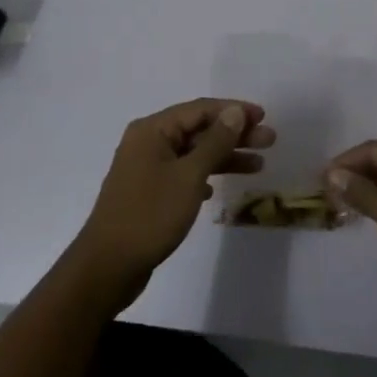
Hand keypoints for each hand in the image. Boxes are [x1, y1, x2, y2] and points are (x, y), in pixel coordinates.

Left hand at [71, 99, 274, 309]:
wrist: (107, 268)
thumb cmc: (150, 215)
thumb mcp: (189, 176)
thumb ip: (215, 142)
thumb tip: (235, 112)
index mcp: (153, 129)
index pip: (200, 109)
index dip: (234, 111)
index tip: (263, 117)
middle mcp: (148, 142)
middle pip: (198, 130)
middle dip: (234, 134)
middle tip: (269, 141)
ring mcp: (146, 168)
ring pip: (193, 153)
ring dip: (224, 157)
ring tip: (258, 165)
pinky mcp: (147, 193)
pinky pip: (183, 174)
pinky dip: (204, 176)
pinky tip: (218, 189)